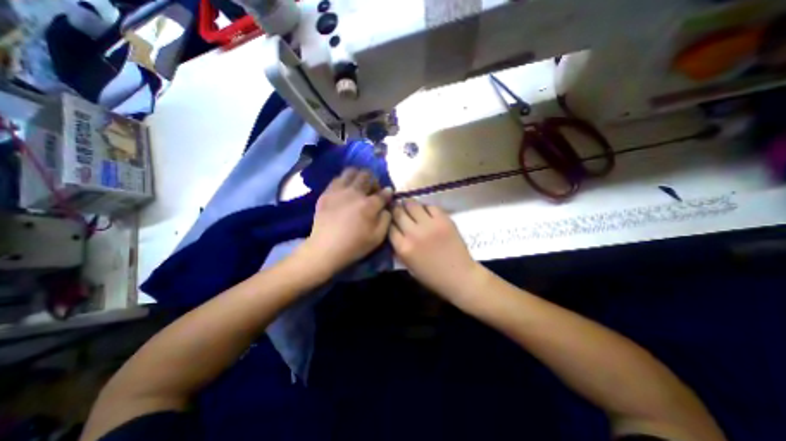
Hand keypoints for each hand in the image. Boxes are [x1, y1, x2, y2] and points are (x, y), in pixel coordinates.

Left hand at [302, 168, 392, 275]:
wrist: (326, 248)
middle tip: (372, 191)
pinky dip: (344, 181)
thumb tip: (386, 207)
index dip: (388, 192)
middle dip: (373, 181)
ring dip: (358, 176)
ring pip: (351, 171)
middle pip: (367, 175)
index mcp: (369, 204)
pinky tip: (344, 191)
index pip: (383, 192)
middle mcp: (355, 192)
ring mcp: (339, 191)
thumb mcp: (378, 237)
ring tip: (358, 186)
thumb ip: (386, 219)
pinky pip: (337, 179)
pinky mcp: (326, 193)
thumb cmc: (355, 245)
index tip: (388, 194)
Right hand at [388, 199, 477, 298]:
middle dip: (396, 210)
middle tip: (398, 209)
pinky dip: (426, 208)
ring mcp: (429, 224)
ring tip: (410, 206)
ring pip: (412, 205)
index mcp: (403, 248)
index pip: (389, 226)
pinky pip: (430, 206)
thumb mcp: (408, 265)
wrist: (459, 276)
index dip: (389, 222)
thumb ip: (399, 247)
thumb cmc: (432, 276)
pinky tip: (426, 212)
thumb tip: (395, 231)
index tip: (391, 220)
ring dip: (409, 205)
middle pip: (398, 213)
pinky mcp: (443, 219)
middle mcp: (413, 233)